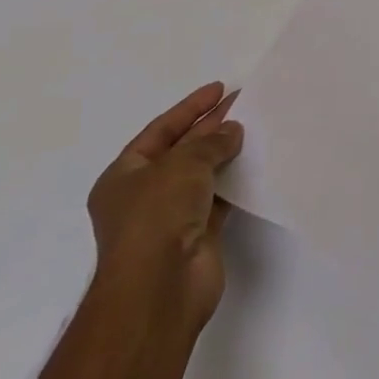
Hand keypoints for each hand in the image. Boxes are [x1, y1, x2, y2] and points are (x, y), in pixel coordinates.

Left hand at [85, 82, 244, 335]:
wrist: (160, 289)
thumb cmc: (157, 217)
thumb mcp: (182, 165)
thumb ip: (210, 143)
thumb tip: (232, 131)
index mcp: (123, 176)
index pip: (160, 131)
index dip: (189, 108)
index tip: (219, 89)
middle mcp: (143, 196)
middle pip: (182, 151)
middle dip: (211, 127)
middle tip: (243, 103)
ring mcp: (170, 218)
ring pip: (202, 175)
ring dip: (225, 154)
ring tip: (255, 128)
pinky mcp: (197, 236)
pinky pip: (219, 199)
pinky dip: (235, 182)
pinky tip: (256, 164)